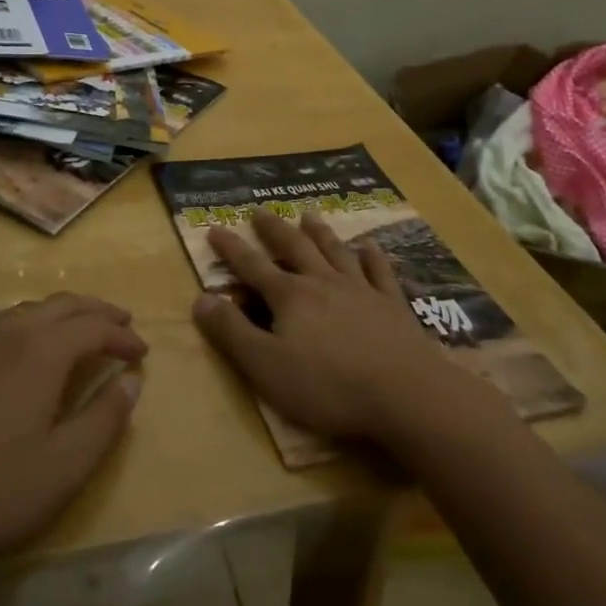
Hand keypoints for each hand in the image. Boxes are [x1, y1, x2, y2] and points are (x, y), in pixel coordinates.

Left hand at [0, 293, 145, 575]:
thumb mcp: (65, 466)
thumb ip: (105, 419)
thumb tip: (131, 382)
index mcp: (42, 350)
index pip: (94, 327)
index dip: (123, 336)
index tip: (143, 353)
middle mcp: (10, 331)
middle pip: (64, 304)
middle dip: (98, 311)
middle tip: (124, 323)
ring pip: (32, 308)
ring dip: (66, 314)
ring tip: (84, 331)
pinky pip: (6, 321)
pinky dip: (35, 322)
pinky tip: (33, 347)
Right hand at [191, 211, 459, 443]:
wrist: (405, 394)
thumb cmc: (327, 385)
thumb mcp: (265, 366)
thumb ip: (231, 332)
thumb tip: (200, 298)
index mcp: (290, 297)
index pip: (252, 266)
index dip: (231, 249)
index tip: (215, 228)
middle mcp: (323, 282)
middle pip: (294, 248)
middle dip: (274, 229)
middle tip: (260, 211)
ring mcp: (361, 290)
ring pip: (335, 251)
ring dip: (319, 232)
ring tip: (309, 216)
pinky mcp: (393, 305)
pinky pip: (379, 272)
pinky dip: (372, 257)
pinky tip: (369, 246)